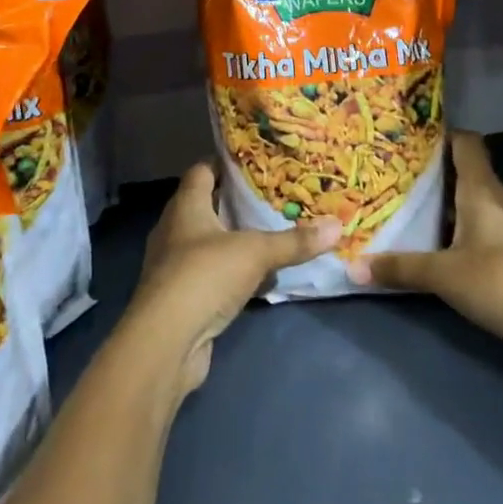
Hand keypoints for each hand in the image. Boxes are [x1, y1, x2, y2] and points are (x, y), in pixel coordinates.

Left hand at [123, 161, 340, 394]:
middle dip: (237, 203)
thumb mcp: (256, 252)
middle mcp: (175, 230)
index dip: (225, 163)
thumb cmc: (204, 276)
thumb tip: (337, 226)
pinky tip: (261, 279)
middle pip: (207, 206)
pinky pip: (212, 275)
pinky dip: (234, 274)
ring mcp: (174, 266)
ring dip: (237, 241)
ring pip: (210, 243)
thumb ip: (294, 240)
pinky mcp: (181, 298)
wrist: (166, 342)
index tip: (256, 161)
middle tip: (274, 198)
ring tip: (273, 235)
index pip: (202, 171)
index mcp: (186, 206)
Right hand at [348, 133, 502, 396]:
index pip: (466, 143)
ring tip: (423, 222)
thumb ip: (401, 269)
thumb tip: (352, 267)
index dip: (441, 136)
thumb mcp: (445, 277)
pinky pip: (497, 230)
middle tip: (403, 188)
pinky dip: (476, 234)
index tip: (411, 142)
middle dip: (439, 180)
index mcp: (485, 190)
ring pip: (484, 205)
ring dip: (457, 211)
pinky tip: (456, 254)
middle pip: (471, 175)